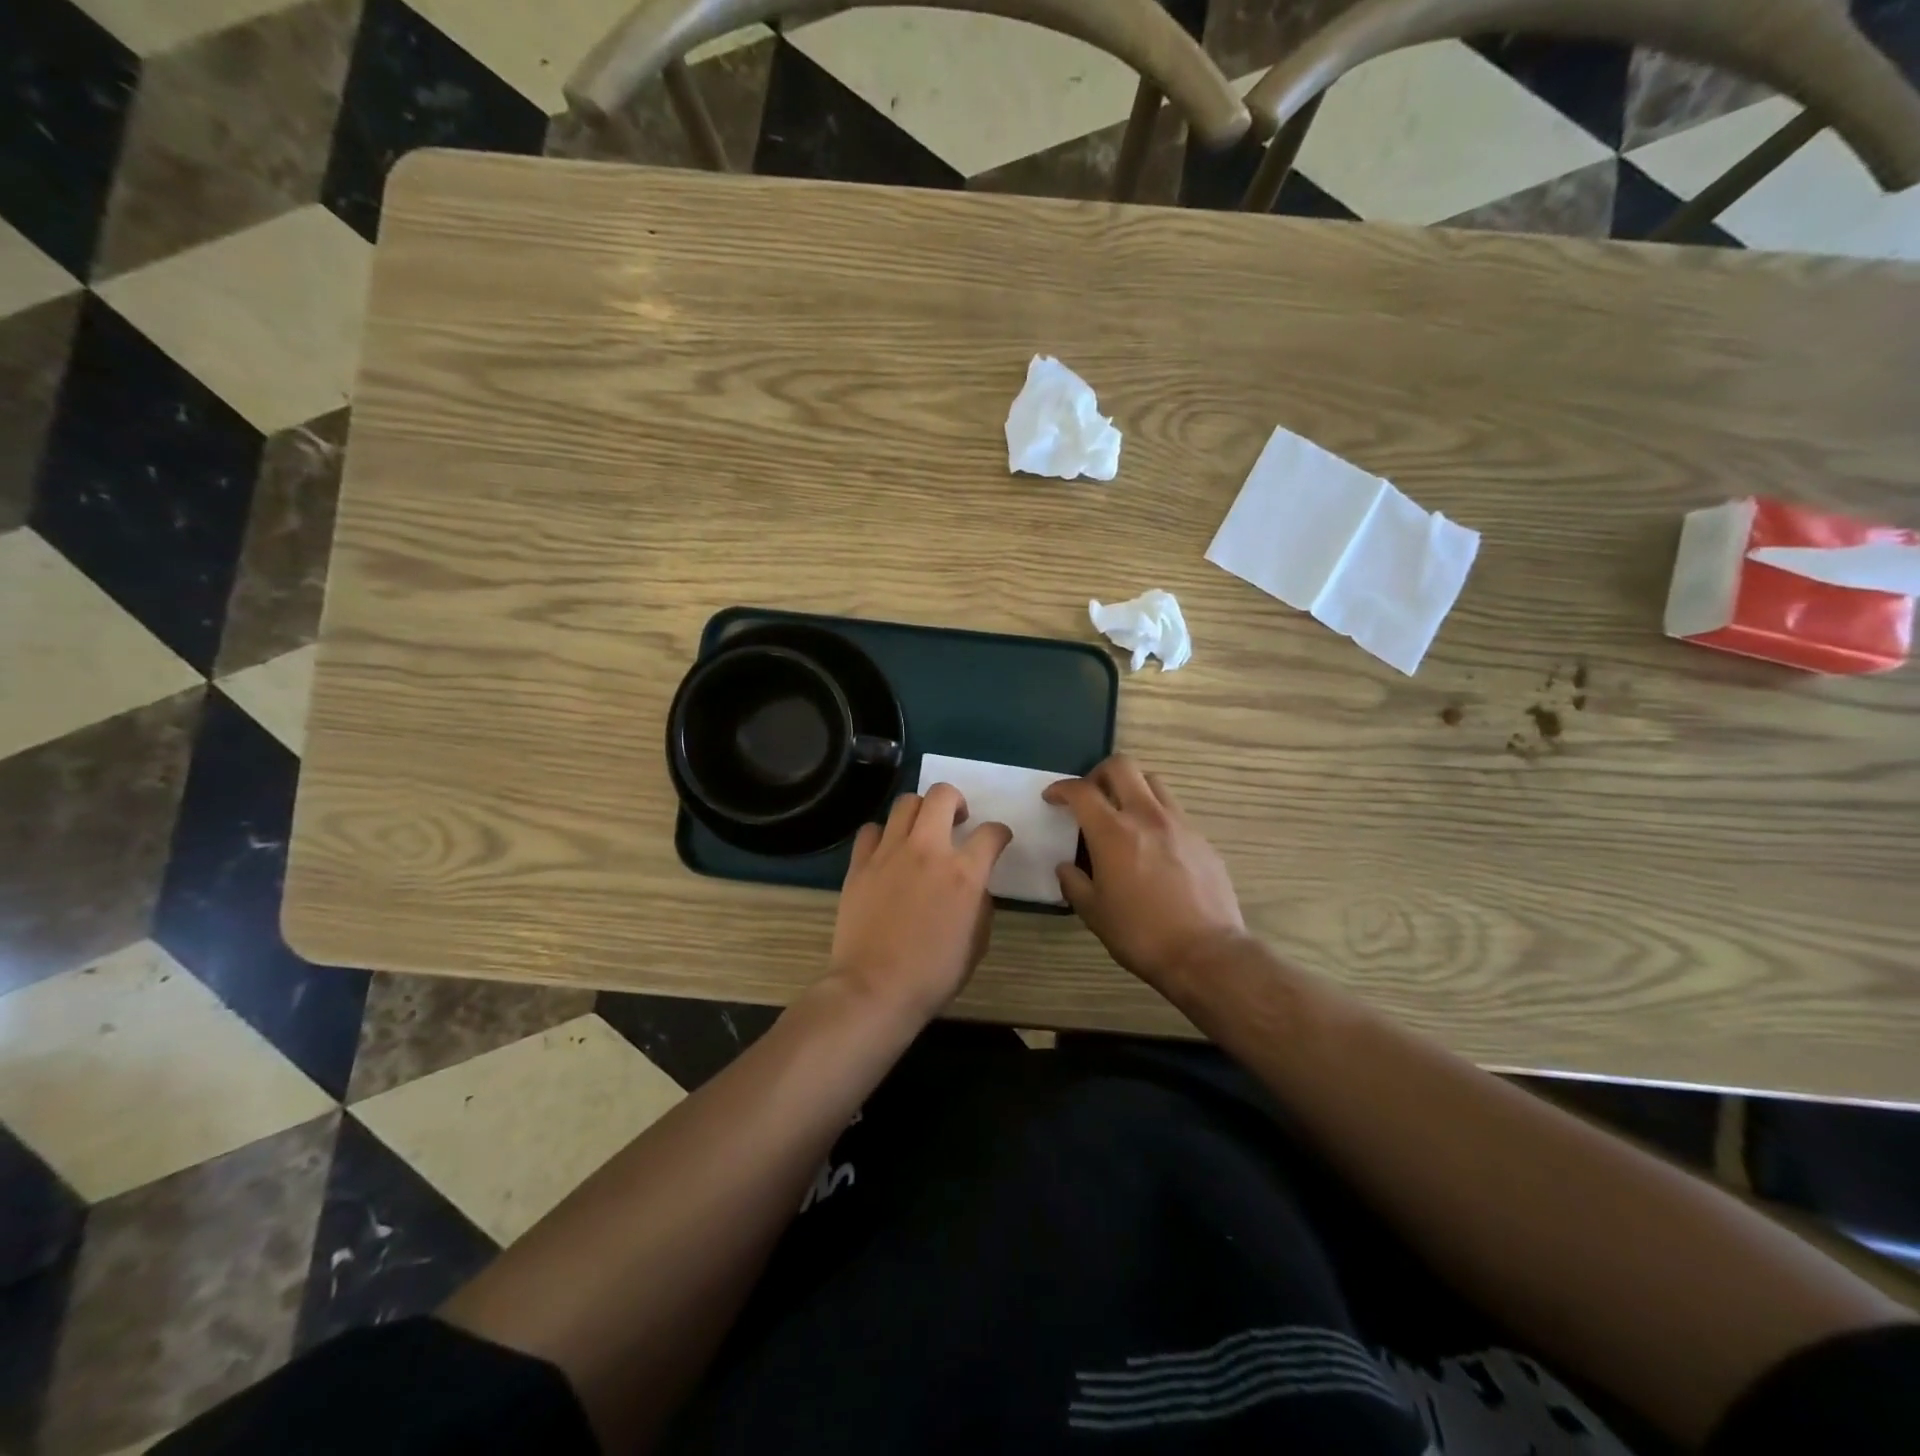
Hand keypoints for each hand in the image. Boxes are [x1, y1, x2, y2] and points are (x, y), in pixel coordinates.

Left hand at [826, 784, 1012, 1023]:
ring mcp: (889, 853)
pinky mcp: (860, 864)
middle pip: (942, 795)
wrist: (874, 988)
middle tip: (957, 820)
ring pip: (905, 803)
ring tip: (921, 830)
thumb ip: (981, 904)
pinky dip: (883, 835)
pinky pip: (871, 830)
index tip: (998, 840)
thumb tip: (974, 886)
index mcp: (964, 872)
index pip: (991, 832)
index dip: (1000, 833)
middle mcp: (928, 850)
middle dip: (956, 800)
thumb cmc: (933, 974)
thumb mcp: (977, 942)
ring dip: (919, 811)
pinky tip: (887, 851)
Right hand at [1043, 754, 1247, 992]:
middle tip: (1091, 796)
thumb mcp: (1094, 913)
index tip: (1053, 798)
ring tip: (1123, 814)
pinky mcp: (1202, 839)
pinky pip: (1174, 812)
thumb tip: (1067, 867)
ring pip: (1153, 782)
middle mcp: (1147, 816)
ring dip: (1132, 788)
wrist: (1206, 953)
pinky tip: (1153, 846)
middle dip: (1099, 773)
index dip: (1061, 788)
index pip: (1082, 791)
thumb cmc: (1141, 934)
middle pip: (1122, 766)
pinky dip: (1156, 816)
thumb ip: (1074, 883)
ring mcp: (1180, 824)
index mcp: (1113, 833)